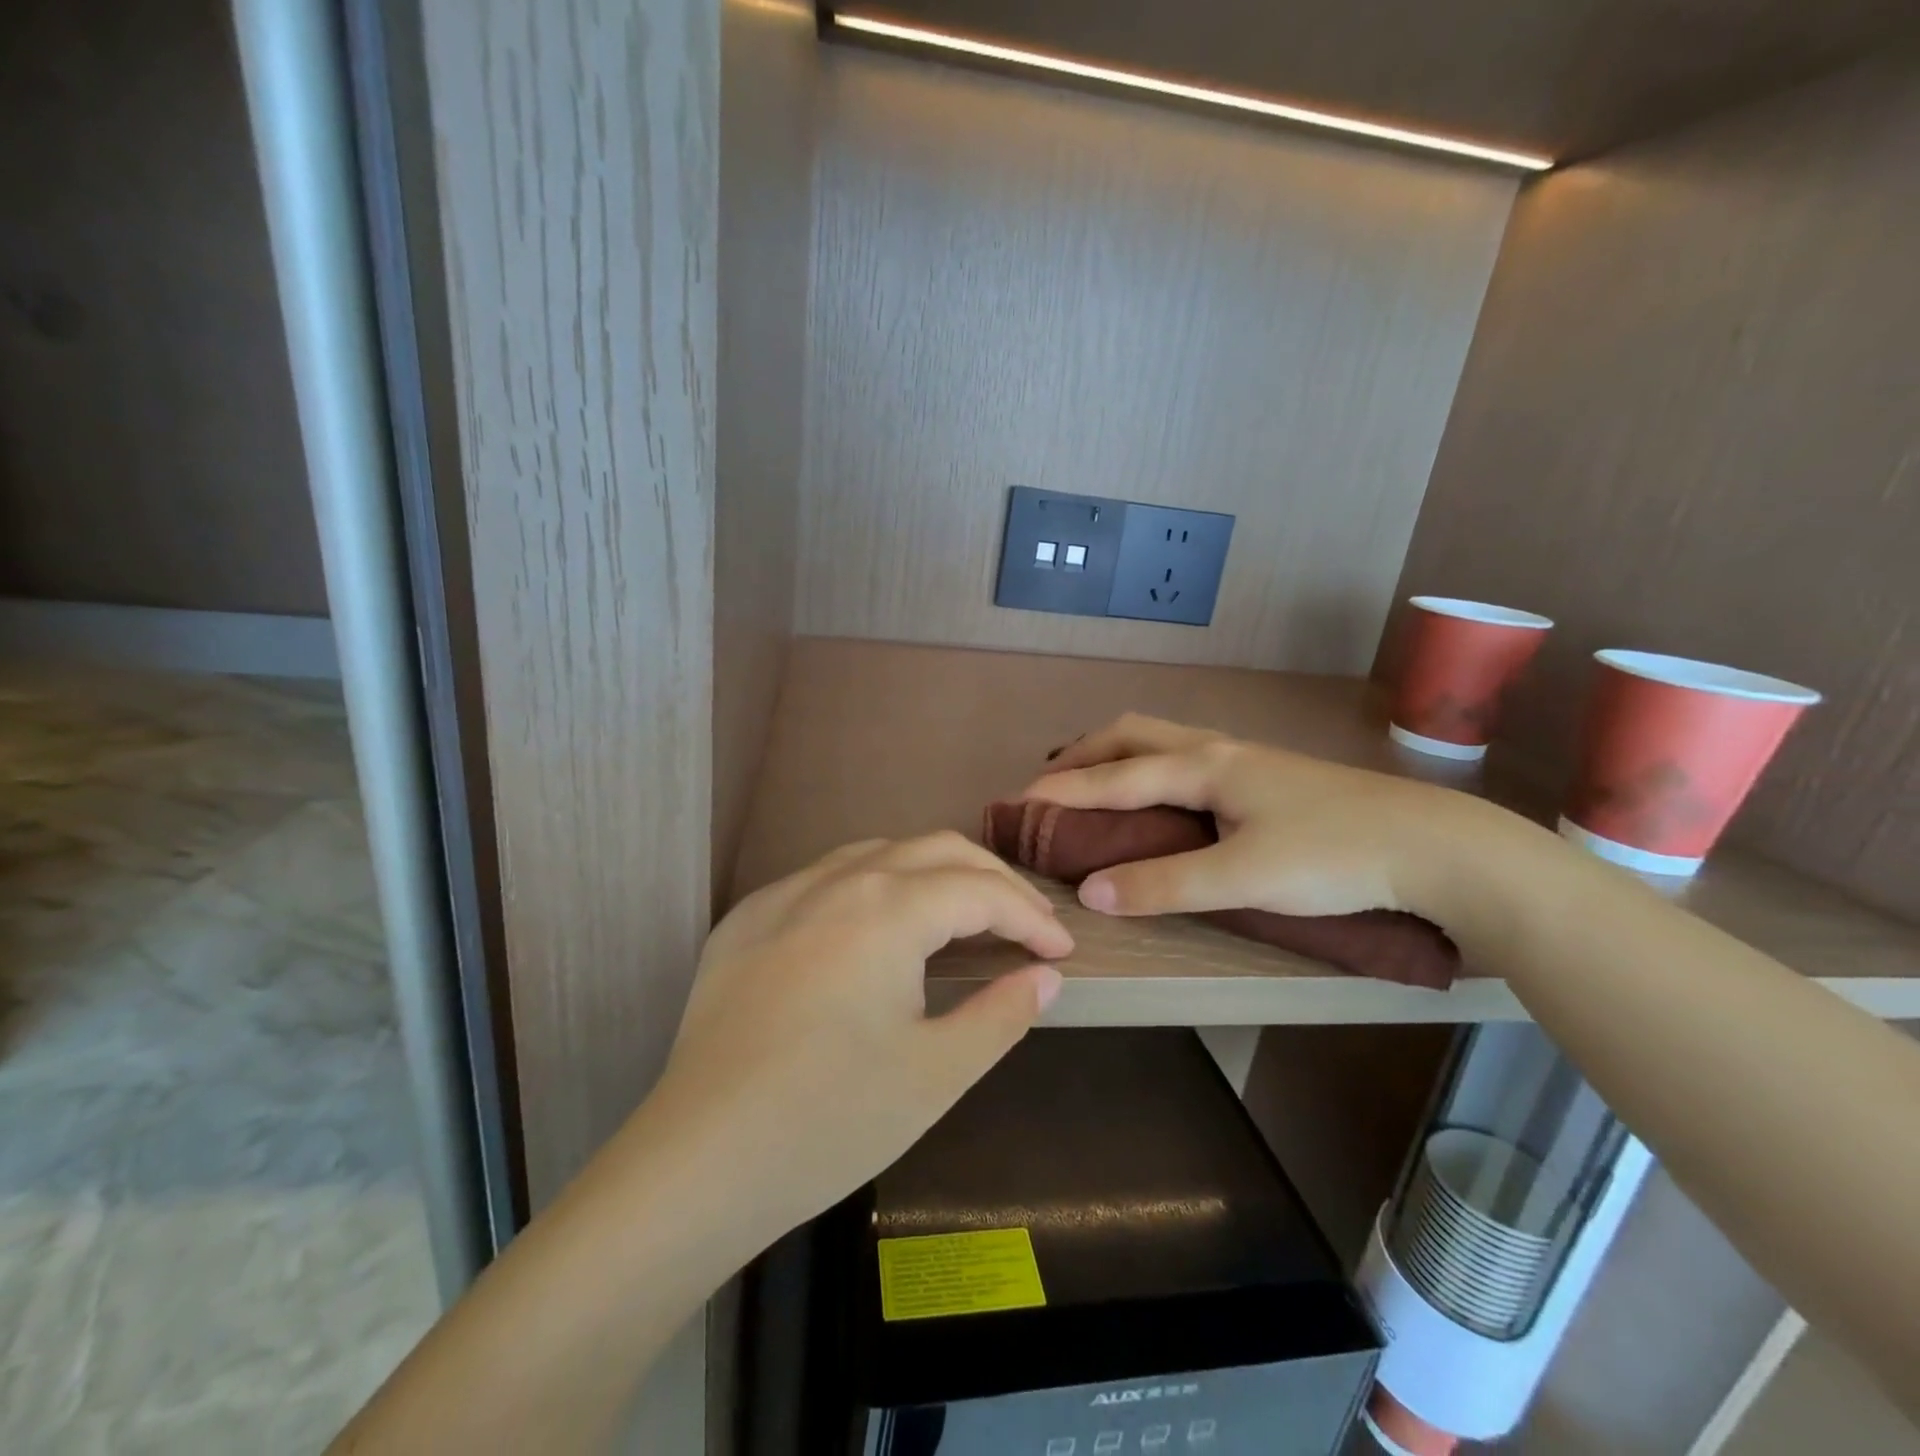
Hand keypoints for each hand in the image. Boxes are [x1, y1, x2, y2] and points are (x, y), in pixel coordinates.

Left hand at [650, 832, 1072, 1236]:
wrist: (698, 1160)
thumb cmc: (830, 1119)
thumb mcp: (937, 1073)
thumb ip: (1002, 1013)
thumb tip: (1044, 976)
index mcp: (887, 908)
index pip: (980, 891)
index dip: (1030, 917)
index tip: (1060, 953)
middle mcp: (837, 879)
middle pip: (935, 850)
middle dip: (991, 880)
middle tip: (1025, 925)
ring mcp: (784, 892)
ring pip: (879, 853)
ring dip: (932, 873)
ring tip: (961, 916)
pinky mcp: (746, 918)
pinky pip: (826, 877)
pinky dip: (874, 886)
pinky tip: (877, 928)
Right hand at [1023, 713, 1498, 923]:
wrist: (1435, 846)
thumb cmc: (1333, 857)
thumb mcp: (1242, 878)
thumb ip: (1164, 884)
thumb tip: (1090, 893)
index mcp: (1204, 766)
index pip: (1114, 776)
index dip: (1063, 791)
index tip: (1018, 803)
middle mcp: (1217, 749)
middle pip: (1131, 734)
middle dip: (1083, 755)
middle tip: (1049, 785)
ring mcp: (1245, 758)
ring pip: (1161, 739)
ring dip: (1116, 754)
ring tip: (1092, 781)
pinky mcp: (1266, 776)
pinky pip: (1184, 754)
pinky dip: (1148, 764)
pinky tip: (1159, 794)